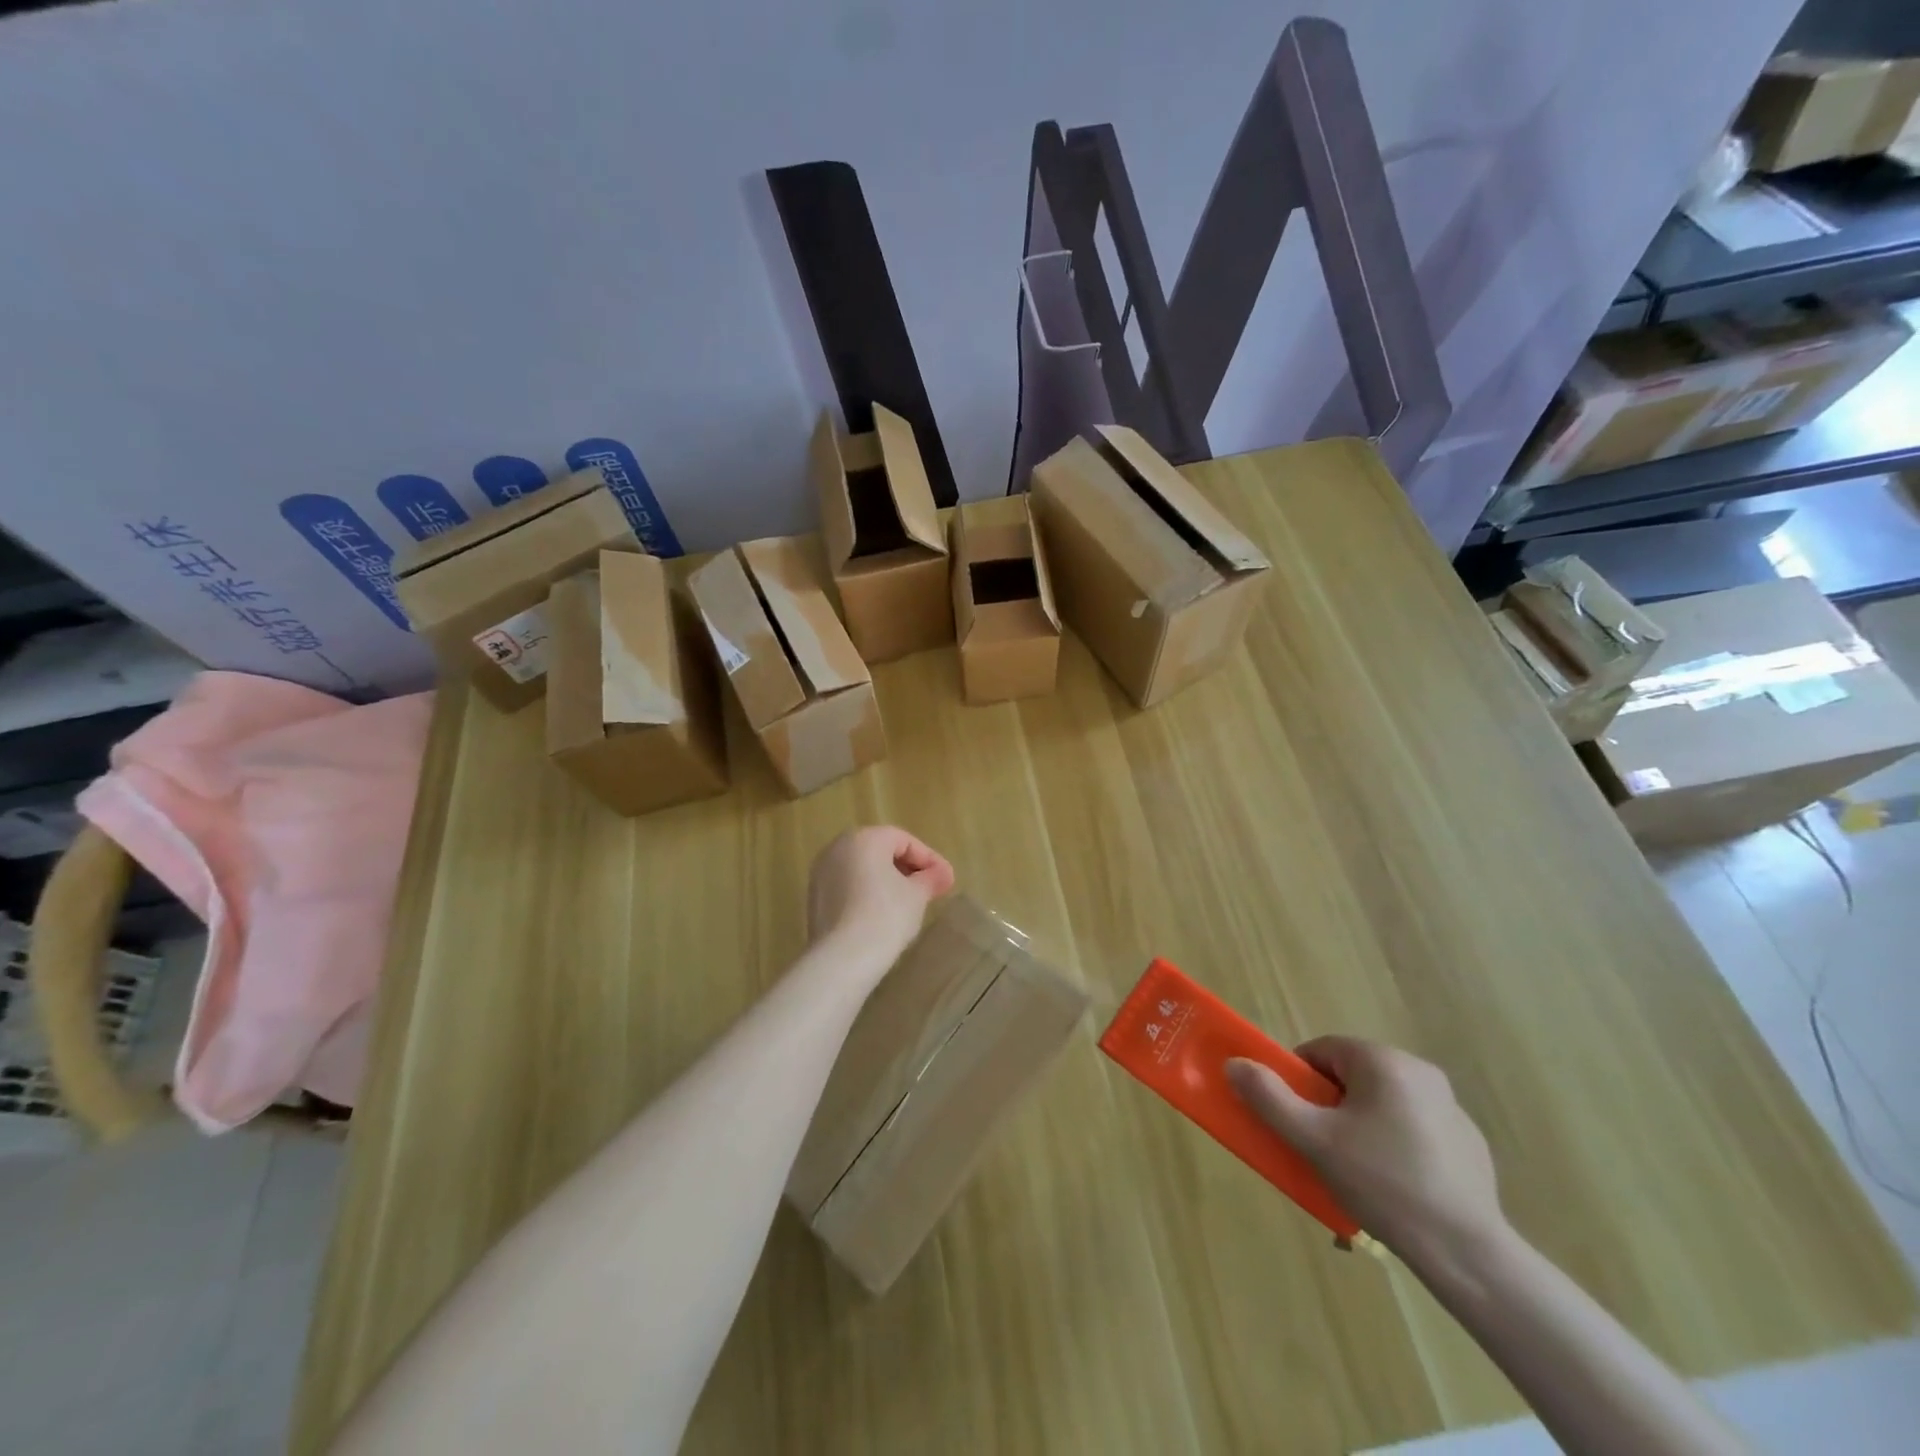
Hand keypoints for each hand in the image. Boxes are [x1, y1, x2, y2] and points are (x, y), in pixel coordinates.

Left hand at [806, 826, 954, 965]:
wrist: (843, 958)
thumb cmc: (886, 916)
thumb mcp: (917, 895)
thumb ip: (930, 878)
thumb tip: (941, 874)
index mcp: (864, 838)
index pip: (904, 840)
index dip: (929, 859)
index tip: (946, 880)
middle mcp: (837, 848)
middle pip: (881, 850)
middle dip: (908, 868)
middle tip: (929, 889)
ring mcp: (821, 873)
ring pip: (862, 869)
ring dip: (887, 881)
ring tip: (908, 903)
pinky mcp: (814, 898)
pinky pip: (847, 887)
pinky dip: (866, 893)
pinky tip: (882, 915)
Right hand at [1227, 1038, 1505, 1262]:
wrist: (1467, 1254)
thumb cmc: (1382, 1183)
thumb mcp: (1313, 1140)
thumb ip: (1269, 1097)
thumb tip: (1234, 1064)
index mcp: (1383, 1061)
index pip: (1321, 1051)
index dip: (1298, 1080)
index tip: (1295, 1118)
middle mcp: (1420, 1071)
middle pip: (1351, 1075)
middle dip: (1329, 1106)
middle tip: (1321, 1147)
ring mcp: (1450, 1107)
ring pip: (1382, 1103)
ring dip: (1360, 1125)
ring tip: (1355, 1174)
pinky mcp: (1468, 1143)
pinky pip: (1413, 1128)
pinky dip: (1395, 1145)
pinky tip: (1394, 1186)